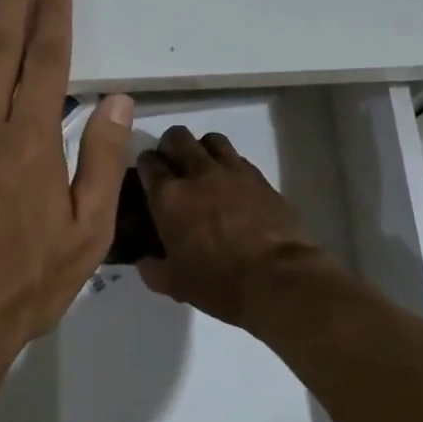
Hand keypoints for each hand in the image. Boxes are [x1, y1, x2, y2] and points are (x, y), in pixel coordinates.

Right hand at [135, 126, 332, 327]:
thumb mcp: (174, 284)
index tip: (147, 178)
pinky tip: (233, 185)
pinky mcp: (260, 178)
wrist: (277, 279)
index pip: (148, 162)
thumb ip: (152, 268)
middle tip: (173, 166)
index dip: (145, 166)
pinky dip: (230, 165)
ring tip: (204, 168)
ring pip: (211, 139)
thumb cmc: (218, 282)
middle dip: (170, 146)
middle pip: (177, 137)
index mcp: (169, 196)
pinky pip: (239, 158)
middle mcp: (197, 173)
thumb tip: (145, 260)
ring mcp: (232, 171)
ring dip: (202, 149)